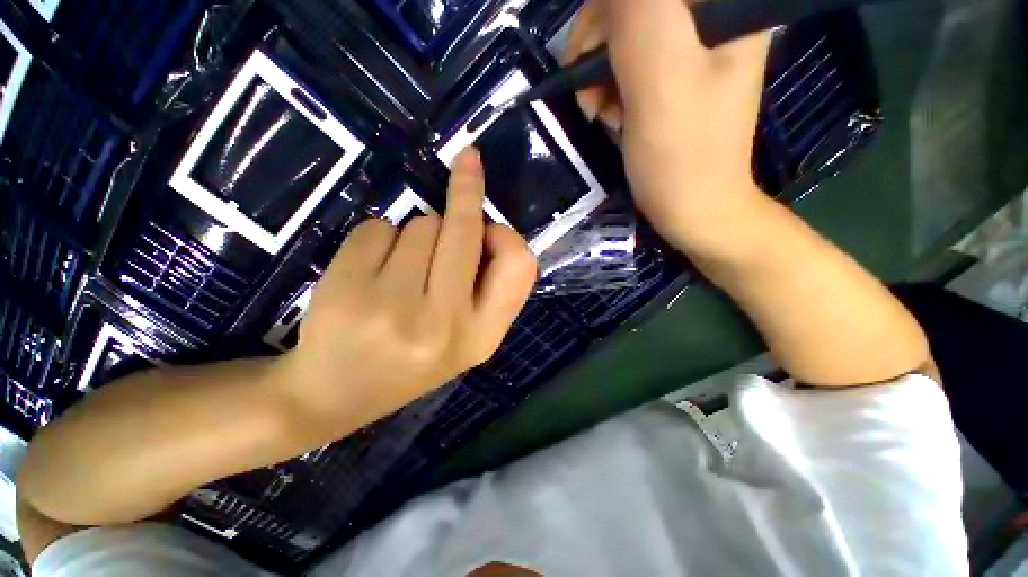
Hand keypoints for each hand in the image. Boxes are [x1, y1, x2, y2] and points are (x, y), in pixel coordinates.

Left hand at [278, 149, 536, 439]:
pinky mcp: (347, 289)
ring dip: (415, 234)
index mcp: (481, 336)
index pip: (518, 265)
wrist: (333, 397)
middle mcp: (444, 322)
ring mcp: (393, 306)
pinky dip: (378, 237)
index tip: (489, 224)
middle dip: (464, 195)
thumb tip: (486, 226)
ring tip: (400, 271)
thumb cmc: (411, 363)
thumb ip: (488, 290)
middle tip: (465, 171)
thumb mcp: (467, 339)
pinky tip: (368, 271)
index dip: (507, 234)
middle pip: (464, 230)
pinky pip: (378, 227)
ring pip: (420, 225)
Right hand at [568, 0, 770, 247]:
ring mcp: (695, 48)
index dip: (607, 14)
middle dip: (600, 47)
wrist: (695, 210)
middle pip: (635, 7)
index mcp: (725, 8)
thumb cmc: (682, 157)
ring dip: (602, 73)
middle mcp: (714, 17)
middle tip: (588, 96)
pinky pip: (632, 63)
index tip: (588, 59)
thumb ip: (637, 16)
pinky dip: (612, 87)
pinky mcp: (677, 76)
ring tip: (600, 113)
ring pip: (627, 34)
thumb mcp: (660, 80)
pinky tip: (613, 115)